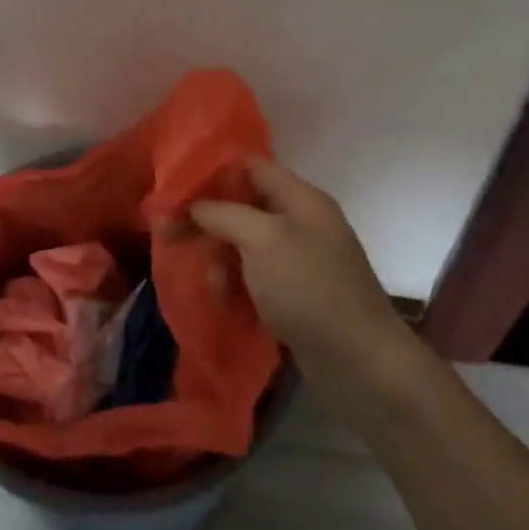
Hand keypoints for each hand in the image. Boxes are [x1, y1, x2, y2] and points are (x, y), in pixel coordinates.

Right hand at [190, 158, 420, 389]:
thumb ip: (223, 214)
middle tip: (168, 234)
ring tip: (209, 281)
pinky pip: (256, 276)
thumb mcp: (262, 239)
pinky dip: (237, 283)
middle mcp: (303, 223)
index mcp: (301, 199)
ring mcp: (302, 260)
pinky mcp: (298, 294)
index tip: (173, 188)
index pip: (251, 166)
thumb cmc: (309, 289)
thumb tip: (193, 205)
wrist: (360, 363)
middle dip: (207, 219)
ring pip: (246, 244)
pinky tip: (224, 300)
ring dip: (221, 257)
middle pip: (244, 206)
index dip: (211, 172)